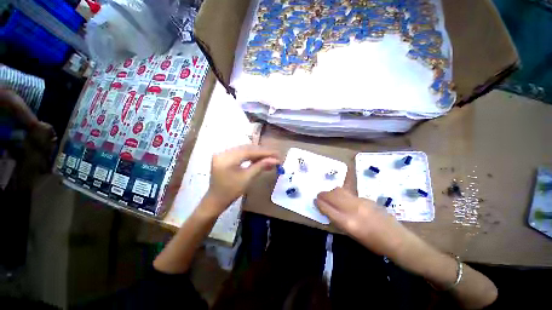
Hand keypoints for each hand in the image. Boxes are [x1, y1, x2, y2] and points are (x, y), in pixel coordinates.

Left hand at [204, 145, 280, 214]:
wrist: (216, 200)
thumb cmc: (231, 192)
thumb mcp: (247, 179)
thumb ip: (261, 166)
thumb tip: (275, 160)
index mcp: (226, 158)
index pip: (249, 151)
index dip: (264, 152)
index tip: (277, 154)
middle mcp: (223, 152)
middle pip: (247, 148)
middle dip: (262, 152)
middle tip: (275, 155)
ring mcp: (223, 154)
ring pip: (244, 150)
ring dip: (257, 153)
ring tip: (269, 157)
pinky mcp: (224, 157)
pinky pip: (240, 153)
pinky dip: (250, 156)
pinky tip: (259, 159)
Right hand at [315, 187, 407, 255]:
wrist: (397, 239)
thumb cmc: (373, 244)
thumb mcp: (352, 236)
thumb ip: (339, 221)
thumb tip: (328, 210)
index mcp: (348, 223)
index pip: (328, 208)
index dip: (319, 203)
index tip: (315, 201)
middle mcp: (353, 209)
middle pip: (332, 196)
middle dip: (323, 194)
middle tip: (319, 196)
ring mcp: (360, 202)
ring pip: (340, 191)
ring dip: (331, 192)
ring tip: (329, 195)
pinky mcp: (366, 198)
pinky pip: (349, 193)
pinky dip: (341, 194)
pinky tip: (342, 198)